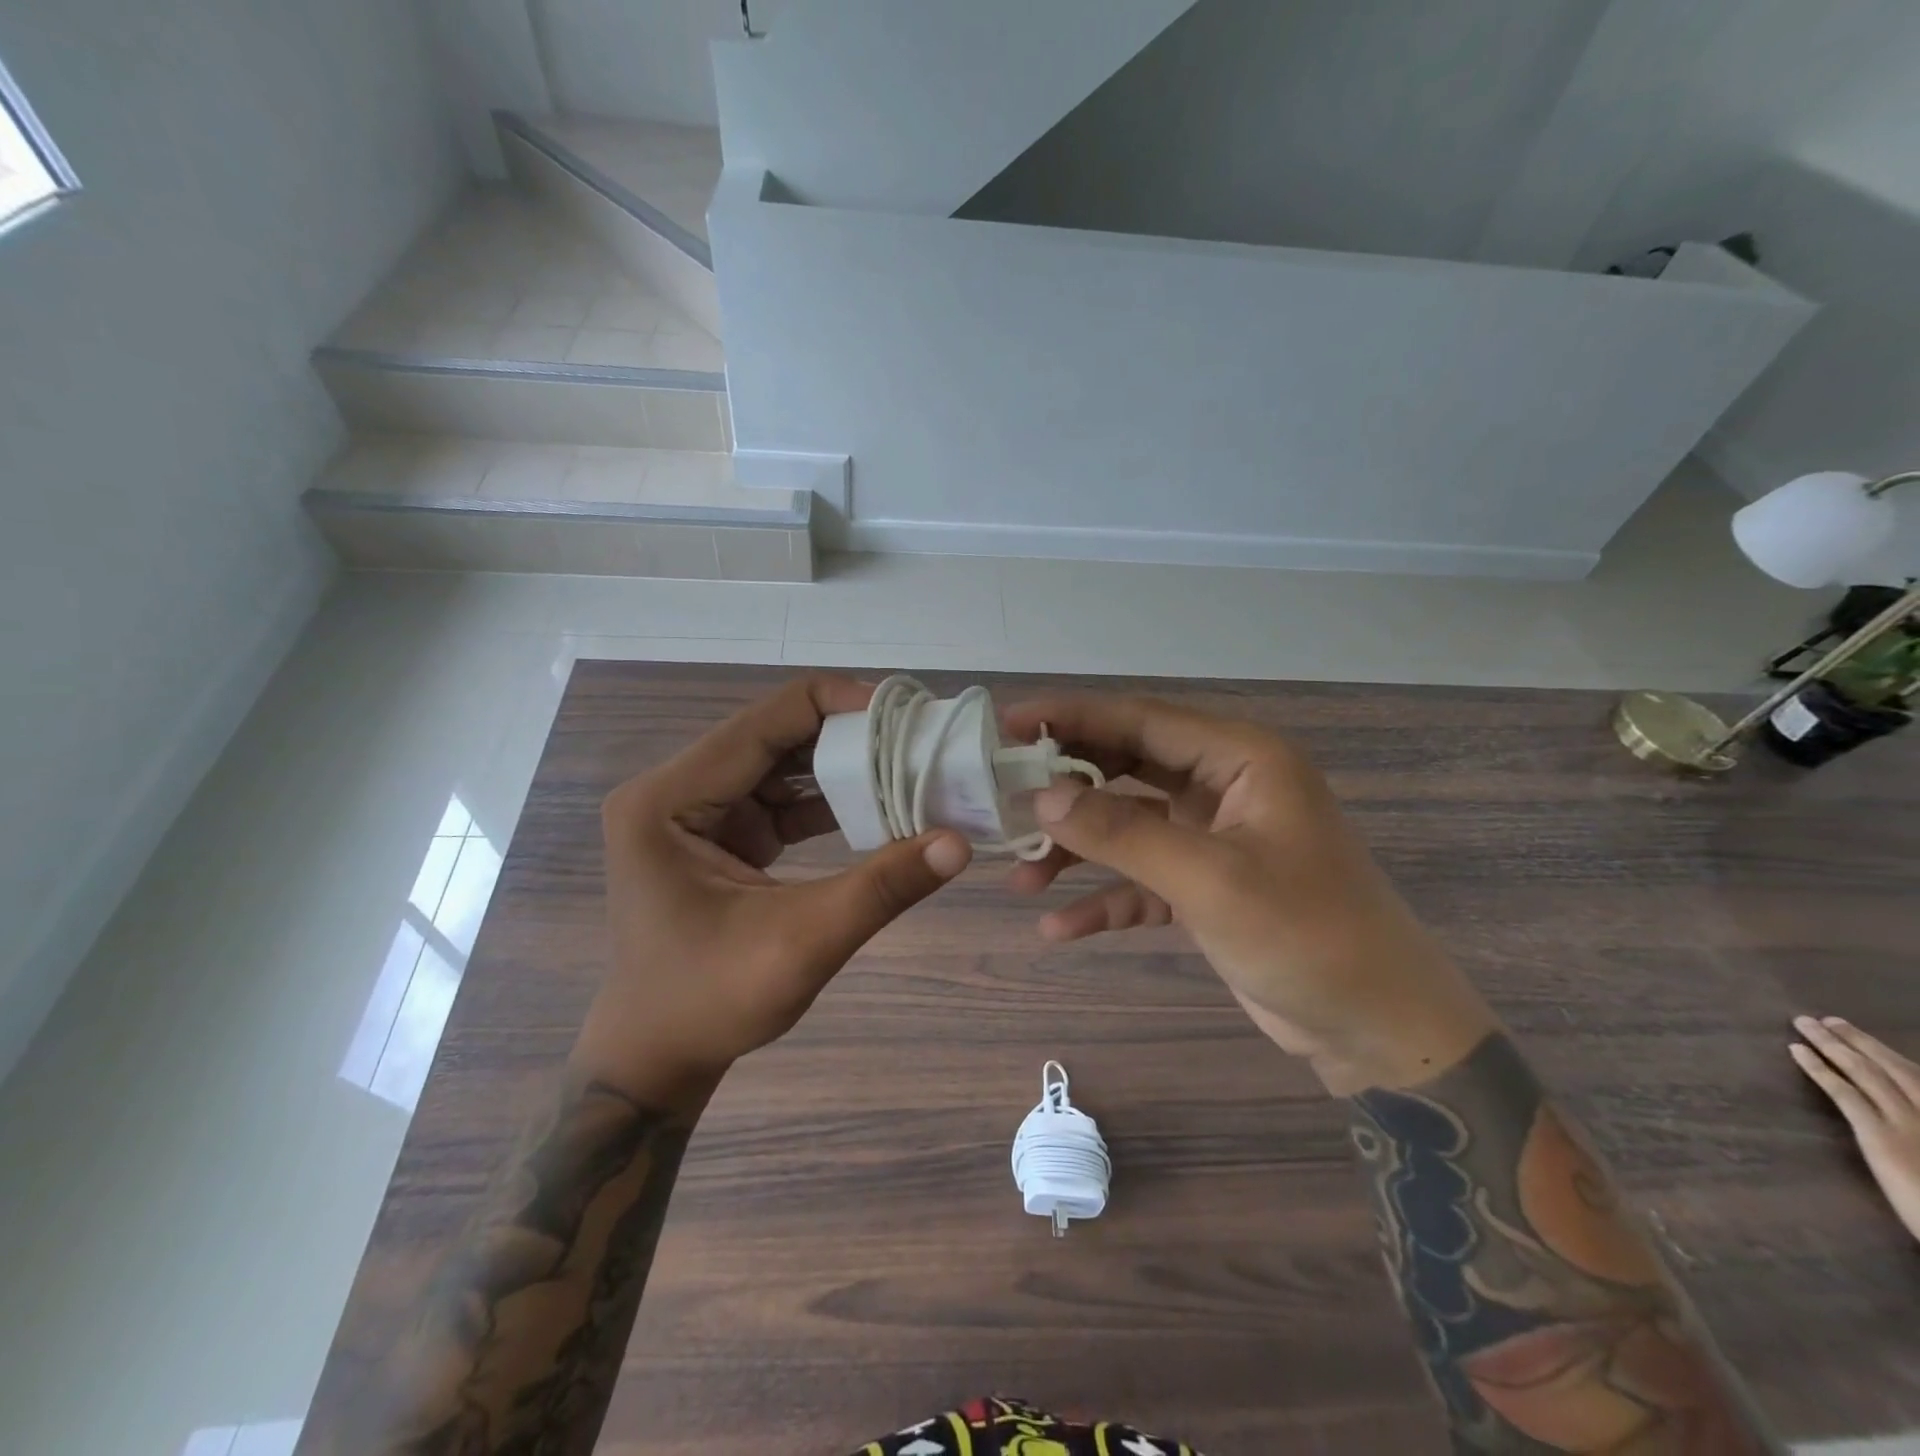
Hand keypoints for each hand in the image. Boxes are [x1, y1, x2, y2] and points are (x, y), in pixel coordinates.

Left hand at [577, 675, 971, 1105]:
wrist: (657, 1056)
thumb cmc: (711, 1002)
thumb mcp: (802, 943)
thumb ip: (881, 888)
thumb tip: (959, 842)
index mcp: (667, 800)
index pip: (763, 722)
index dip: (836, 706)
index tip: (905, 713)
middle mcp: (673, 790)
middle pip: (773, 736)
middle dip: (846, 736)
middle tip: (916, 739)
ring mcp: (693, 810)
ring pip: (779, 764)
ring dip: (840, 767)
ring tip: (907, 765)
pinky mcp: (717, 833)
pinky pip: (778, 798)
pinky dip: (825, 801)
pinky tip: (875, 806)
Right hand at [1001, 694, 1492, 1093]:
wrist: (1379, 1032)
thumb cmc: (1308, 937)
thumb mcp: (1210, 880)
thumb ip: (1123, 833)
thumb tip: (1042, 797)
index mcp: (1242, 759)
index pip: (1142, 720)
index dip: (1071, 717)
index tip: (1008, 726)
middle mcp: (1226, 786)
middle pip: (1128, 767)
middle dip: (1066, 787)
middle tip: (1002, 797)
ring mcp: (1215, 836)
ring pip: (1128, 825)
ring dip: (1077, 850)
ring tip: (1021, 878)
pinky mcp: (1207, 884)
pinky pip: (1142, 878)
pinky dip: (1105, 897)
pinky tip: (1060, 928)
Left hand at [1792, 1016, 1919, 1243]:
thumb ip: (1914, 1120)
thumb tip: (1896, 1105)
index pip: (1918, 1078)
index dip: (1887, 1055)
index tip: (1861, 1036)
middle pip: (1895, 1068)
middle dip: (1859, 1040)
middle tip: (1828, 1020)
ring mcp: (1912, 1123)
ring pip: (1865, 1072)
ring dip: (1831, 1043)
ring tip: (1804, 1023)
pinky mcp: (1882, 1136)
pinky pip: (1845, 1093)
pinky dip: (1819, 1068)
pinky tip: (1796, 1050)